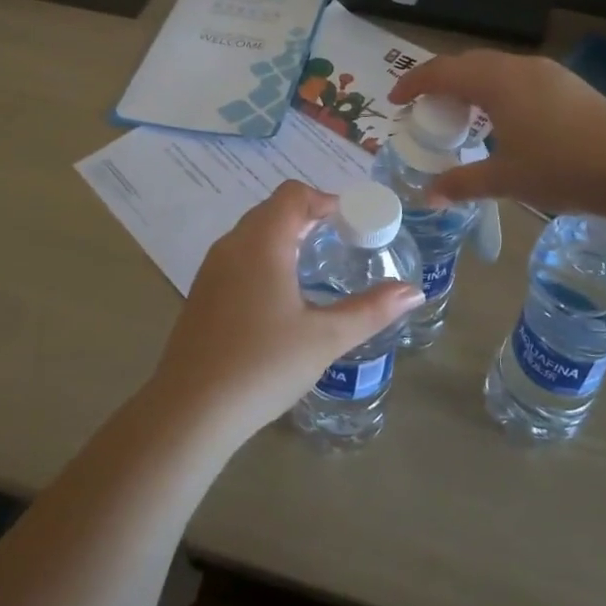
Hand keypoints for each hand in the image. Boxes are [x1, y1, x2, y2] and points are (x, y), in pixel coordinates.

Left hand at [148, 181, 423, 445]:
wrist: (191, 410)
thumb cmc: (263, 364)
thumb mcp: (326, 338)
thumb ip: (371, 310)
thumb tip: (414, 291)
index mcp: (262, 242)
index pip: (294, 195)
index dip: (326, 200)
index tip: (354, 223)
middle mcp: (232, 244)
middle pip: (273, 209)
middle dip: (309, 217)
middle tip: (343, 242)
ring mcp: (212, 268)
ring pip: (253, 233)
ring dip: (285, 236)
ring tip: (316, 265)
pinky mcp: (202, 292)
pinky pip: (238, 256)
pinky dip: (265, 257)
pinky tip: (281, 296)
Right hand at [389, 50, 605, 218]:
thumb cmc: (563, 168)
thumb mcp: (506, 180)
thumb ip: (463, 183)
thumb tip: (428, 196)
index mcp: (497, 82)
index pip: (442, 71)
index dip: (413, 83)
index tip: (394, 102)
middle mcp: (520, 67)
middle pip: (468, 63)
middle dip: (440, 82)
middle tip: (424, 109)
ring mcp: (549, 73)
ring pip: (496, 69)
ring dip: (471, 85)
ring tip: (461, 115)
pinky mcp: (570, 86)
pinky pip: (518, 78)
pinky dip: (496, 91)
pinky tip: (503, 120)